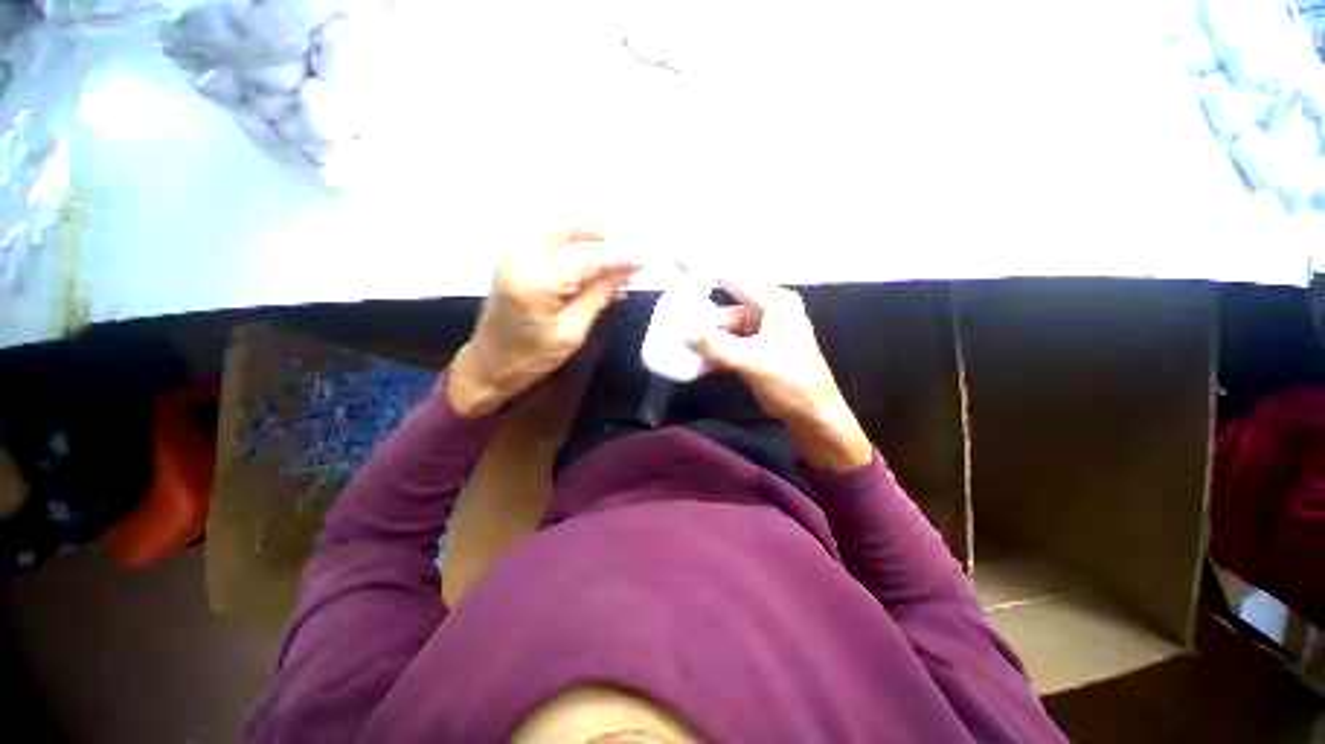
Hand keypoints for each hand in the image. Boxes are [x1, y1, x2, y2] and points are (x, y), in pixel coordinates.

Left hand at [448, 229, 638, 417]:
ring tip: (618, 264)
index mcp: (536, 279)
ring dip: (594, 240)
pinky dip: (578, 247)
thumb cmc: (531, 357)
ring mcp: (516, 250)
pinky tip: (596, 267)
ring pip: (564, 228)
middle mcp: (522, 253)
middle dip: (607, 237)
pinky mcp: (516, 255)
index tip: (647, 258)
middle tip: (632, 255)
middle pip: (573, 227)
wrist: (489, 363)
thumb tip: (626, 271)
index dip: (621, 256)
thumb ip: (599, 296)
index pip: (589, 256)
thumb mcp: (572, 332)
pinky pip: (554, 239)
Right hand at [687, 278, 873, 472]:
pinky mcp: (752, 350)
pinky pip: (725, 346)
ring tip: (677, 348)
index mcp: (774, 303)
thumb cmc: (793, 382)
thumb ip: (719, 347)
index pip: (734, 278)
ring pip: (722, 331)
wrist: (812, 415)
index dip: (704, 267)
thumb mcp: (755, 362)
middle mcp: (766, 312)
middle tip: (670, 323)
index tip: (676, 259)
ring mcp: (758, 332)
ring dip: (703, 342)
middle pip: (724, 309)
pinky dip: (711, 354)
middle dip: (699, 319)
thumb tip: (686, 334)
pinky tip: (693, 365)